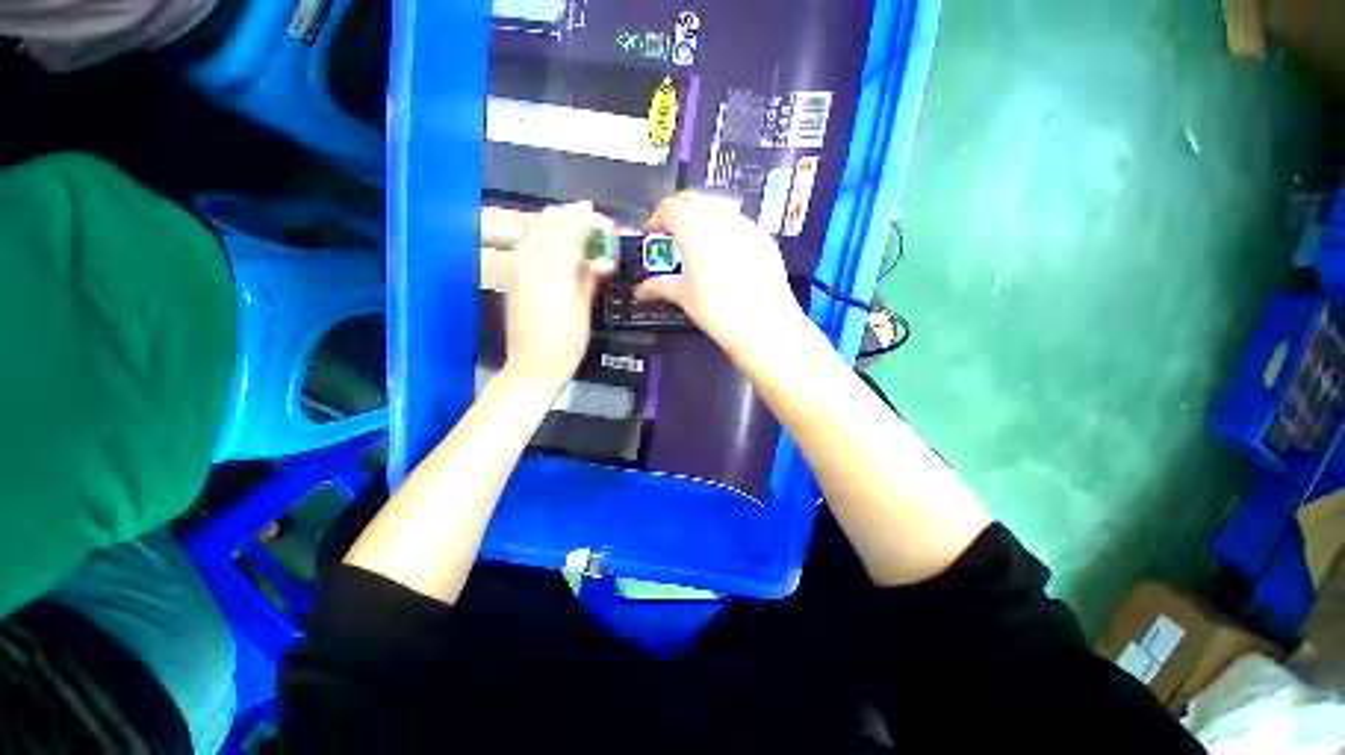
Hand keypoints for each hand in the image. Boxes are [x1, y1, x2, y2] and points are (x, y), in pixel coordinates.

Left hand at [504, 201, 613, 389]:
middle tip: (602, 227)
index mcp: (550, 271)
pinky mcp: (514, 273)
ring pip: (539, 225)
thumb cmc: (565, 345)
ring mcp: (517, 265)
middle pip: (552, 219)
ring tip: (587, 232)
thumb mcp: (583, 311)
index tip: (612, 229)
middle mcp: (528, 261)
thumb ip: (590, 277)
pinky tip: (565, 244)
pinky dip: (550, 234)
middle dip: (578, 216)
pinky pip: (531, 239)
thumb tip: (604, 258)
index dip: (593, 221)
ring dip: (564, 222)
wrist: (532, 367)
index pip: (570, 227)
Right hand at [636, 193, 803, 356]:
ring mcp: (746, 225)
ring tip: (699, 245)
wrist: (764, 325)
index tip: (653, 238)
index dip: (655, 219)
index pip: (669, 207)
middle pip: (692, 199)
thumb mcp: (684, 297)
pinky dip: (725, 229)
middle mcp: (720, 218)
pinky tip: (726, 256)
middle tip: (672, 238)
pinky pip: (739, 222)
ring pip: (717, 206)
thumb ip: (660, 286)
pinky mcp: (764, 238)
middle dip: (677, 213)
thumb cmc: (717, 311)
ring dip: (701, 217)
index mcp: (694, 229)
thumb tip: (640, 290)